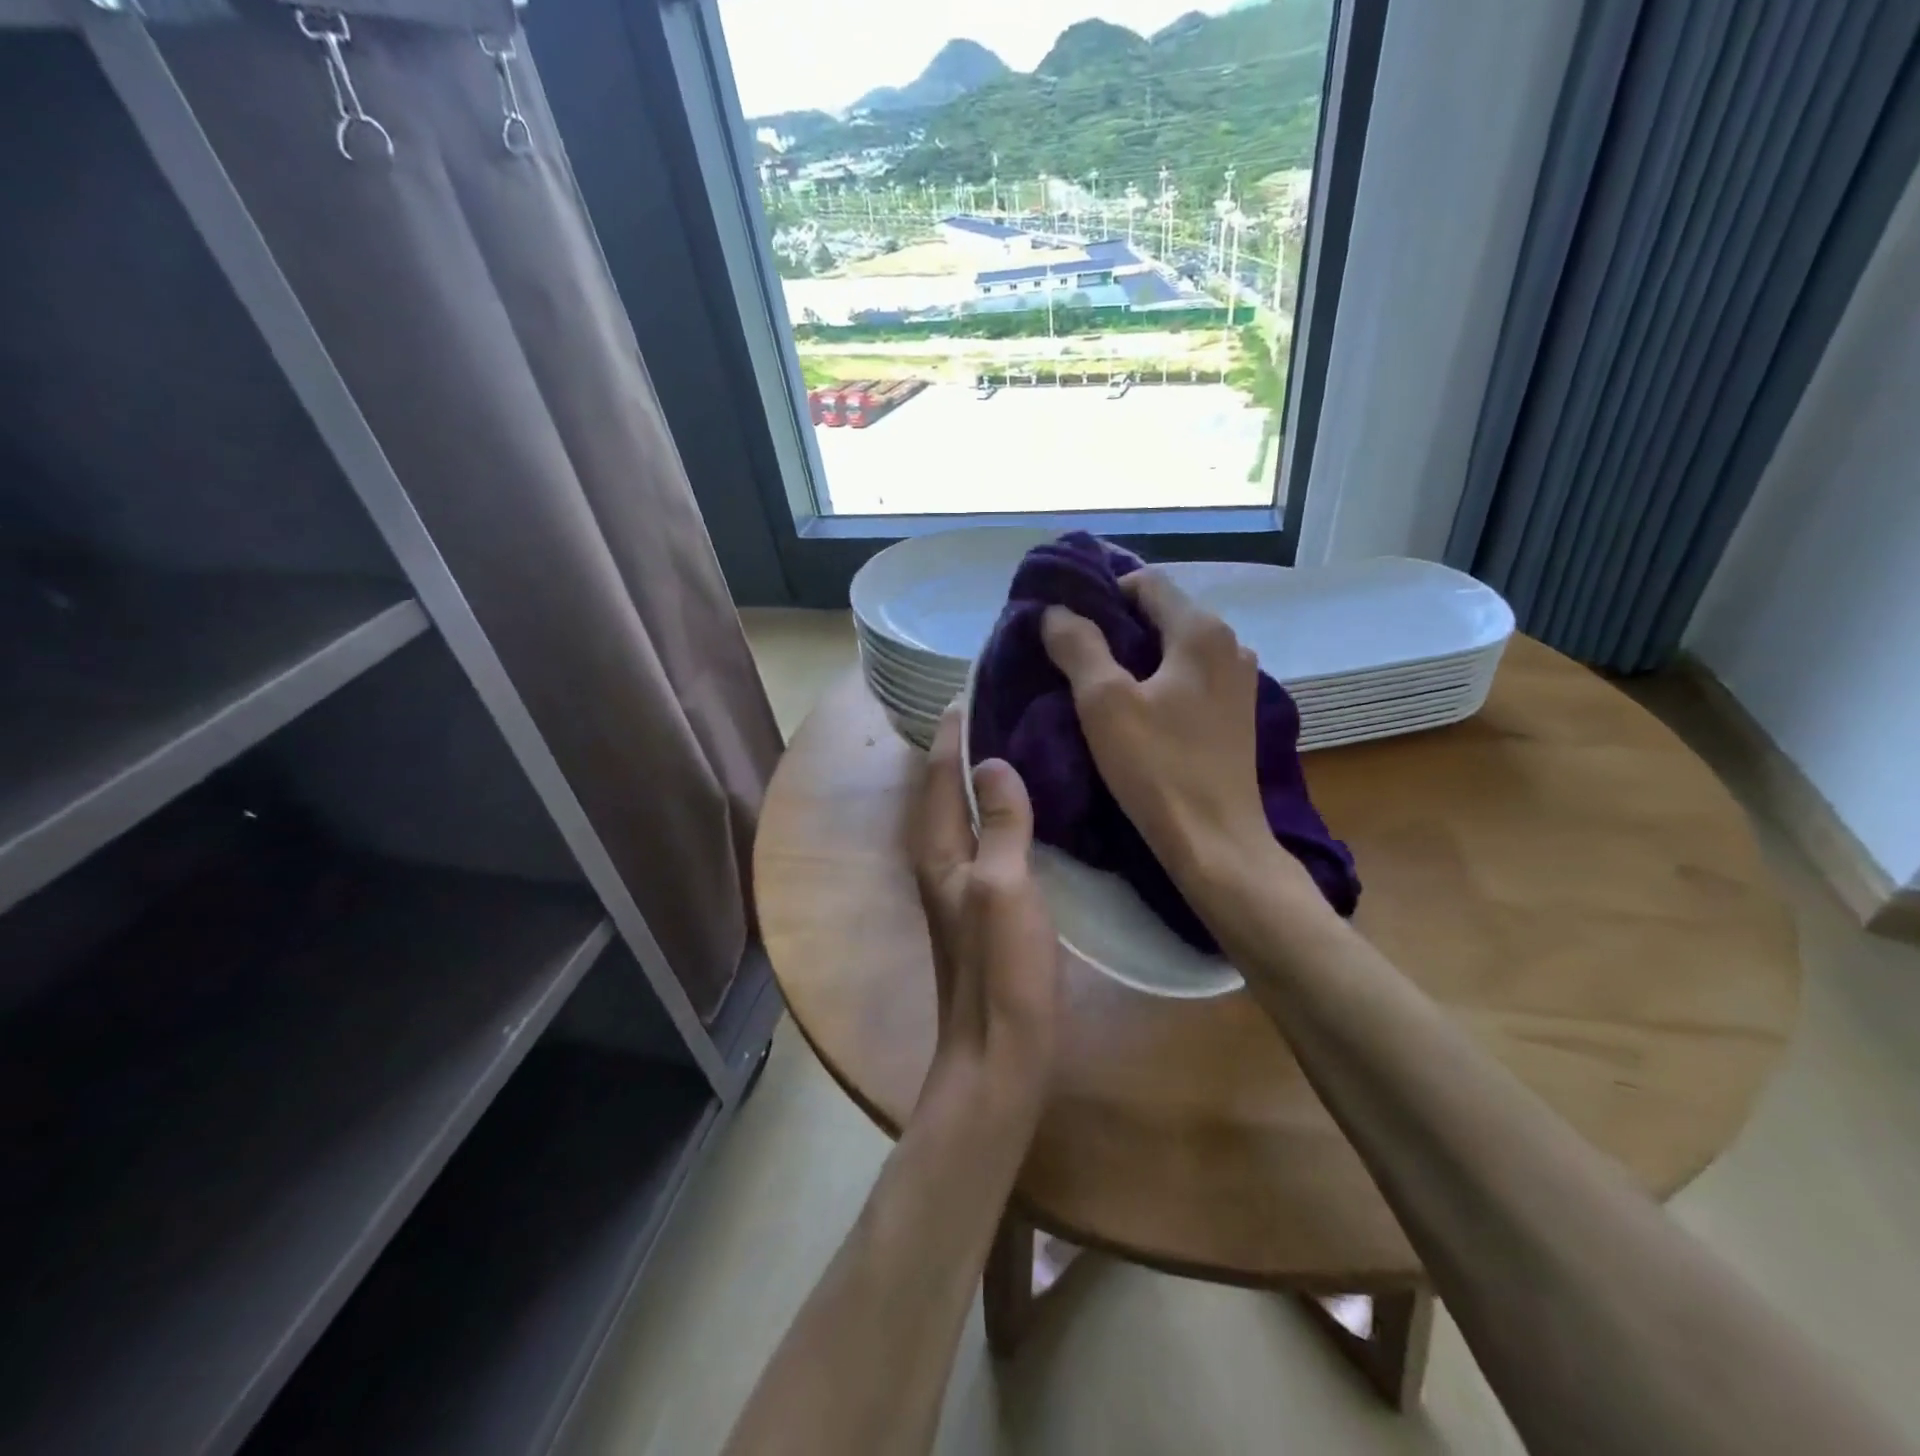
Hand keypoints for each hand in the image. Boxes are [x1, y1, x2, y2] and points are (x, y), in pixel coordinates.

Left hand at [909, 709, 1061, 1129]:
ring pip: (970, 812)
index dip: (952, 730)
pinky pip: (992, 837)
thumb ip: (998, 823)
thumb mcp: (1003, 886)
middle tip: (1008, 704)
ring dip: (987, 776)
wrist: (1001, 1053)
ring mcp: (964, 883)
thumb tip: (993, 762)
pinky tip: (1039, 804)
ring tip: (1025, 740)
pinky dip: (1006, 810)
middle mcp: (942, 859)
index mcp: (937, 849)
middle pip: (948, 787)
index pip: (937, 772)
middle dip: (969, 745)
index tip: (973, 687)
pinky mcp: (989, 901)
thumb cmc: (1001, 968)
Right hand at [1041, 569, 1315, 907]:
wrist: (1215, 842)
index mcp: (1201, 631)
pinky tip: (1134, 710)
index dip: (1102, 592)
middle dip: (1116, 625)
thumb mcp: (1104, 703)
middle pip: (1162, 613)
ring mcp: (1238, 680)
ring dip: (1136, 655)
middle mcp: (1229, 644)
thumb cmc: (1158, 768)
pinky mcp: (1235, 713)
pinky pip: (1188, 677)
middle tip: (1073, 653)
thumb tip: (1057, 611)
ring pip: (1174, 648)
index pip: (1146, 581)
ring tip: (1098, 683)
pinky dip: (1158, 680)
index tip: (1067, 622)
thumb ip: (1078, 646)